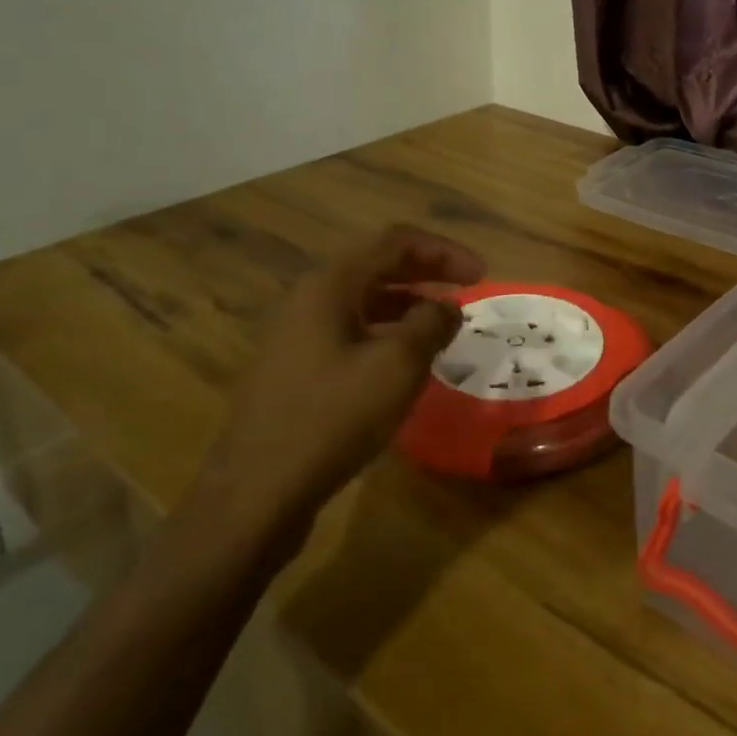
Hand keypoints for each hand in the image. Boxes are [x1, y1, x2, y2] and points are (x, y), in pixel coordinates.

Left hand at [198, 225, 484, 546]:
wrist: (255, 494)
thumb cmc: (332, 418)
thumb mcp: (397, 366)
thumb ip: (431, 324)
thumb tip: (447, 308)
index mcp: (329, 284)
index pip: (394, 242)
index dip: (444, 251)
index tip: (481, 274)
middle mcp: (308, 298)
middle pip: (376, 265)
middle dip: (427, 271)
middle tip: (467, 288)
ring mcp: (296, 334)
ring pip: (362, 300)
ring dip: (408, 303)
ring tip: (443, 324)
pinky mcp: (294, 368)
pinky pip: (349, 331)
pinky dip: (385, 332)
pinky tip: (405, 361)